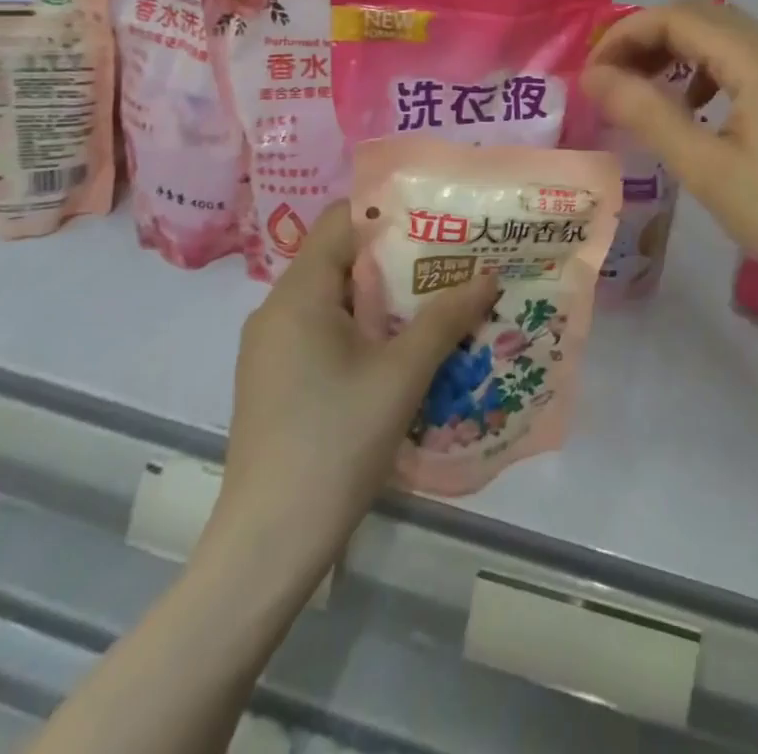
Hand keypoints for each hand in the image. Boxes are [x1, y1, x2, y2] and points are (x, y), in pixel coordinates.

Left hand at [211, 202, 497, 554]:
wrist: (269, 545)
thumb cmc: (335, 443)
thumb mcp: (402, 375)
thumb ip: (445, 318)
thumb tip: (488, 275)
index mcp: (298, 293)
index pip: (342, 220)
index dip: (390, 212)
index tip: (438, 220)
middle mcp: (276, 309)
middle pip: (341, 258)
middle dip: (398, 257)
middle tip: (452, 261)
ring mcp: (271, 347)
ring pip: (335, 298)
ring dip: (384, 297)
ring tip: (438, 301)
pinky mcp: (275, 380)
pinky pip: (323, 331)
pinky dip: (363, 328)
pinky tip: (402, 351)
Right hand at [582, 0, 757, 309]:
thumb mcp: (705, 167)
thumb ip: (646, 113)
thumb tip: (594, 77)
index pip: (677, 17)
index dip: (625, 35)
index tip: (592, 74)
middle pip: (700, 14)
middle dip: (647, 36)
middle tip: (610, 77)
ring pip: (722, 34)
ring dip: (676, 49)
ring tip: (642, 88)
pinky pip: (742, 59)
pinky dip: (705, 68)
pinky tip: (693, 107)